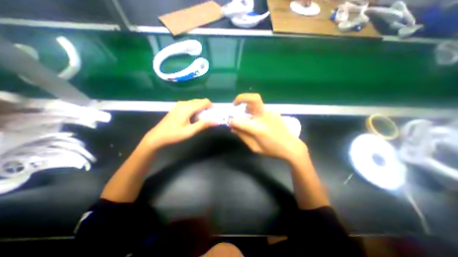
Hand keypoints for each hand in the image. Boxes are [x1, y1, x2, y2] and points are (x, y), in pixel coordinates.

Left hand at [140, 98, 216, 149]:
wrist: (157, 136)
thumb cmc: (174, 134)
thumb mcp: (190, 131)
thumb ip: (203, 125)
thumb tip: (216, 122)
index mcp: (187, 108)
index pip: (204, 102)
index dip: (211, 106)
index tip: (214, 114)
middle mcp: (184, 103)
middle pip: (200, 101)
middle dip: (207, 108)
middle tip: (208, 118)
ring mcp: (180, 104)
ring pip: (195, 103)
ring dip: (201, 109)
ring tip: (202, 119)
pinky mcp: (178, 107)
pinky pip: (190, 105)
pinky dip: (195, 109)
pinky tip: (194, 118)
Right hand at [229, 93, 307, 161]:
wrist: (291, 147)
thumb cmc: (272, 150)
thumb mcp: (255, 147)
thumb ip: (243, 136)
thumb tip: (233, 127)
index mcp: (258, 128)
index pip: (239, 121)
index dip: (231, 121)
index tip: (229, 123)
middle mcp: (264, 117)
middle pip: (253, 99)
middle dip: (241, 98)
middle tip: (234, 104)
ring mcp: (270, 112)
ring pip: (256, 103)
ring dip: (247, 106)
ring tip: (246, 115)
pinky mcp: (274, 112)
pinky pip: (260, 108)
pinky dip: (254, 111)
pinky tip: (256, 120)